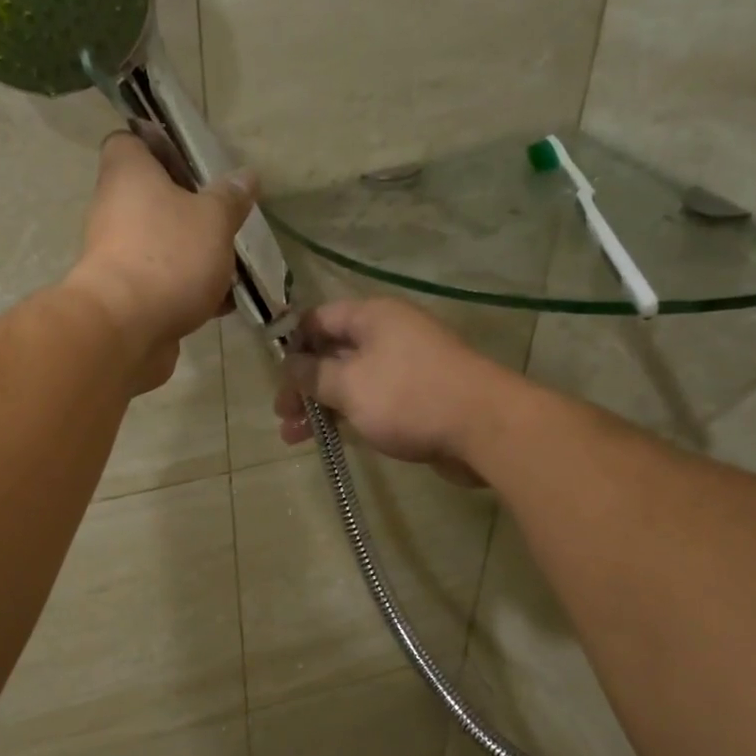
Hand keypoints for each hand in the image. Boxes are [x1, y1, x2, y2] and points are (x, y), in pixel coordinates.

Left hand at [66, 130, 255, 391]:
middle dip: (192, 211)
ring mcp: (120, 258)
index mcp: (128, 174)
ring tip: (236, 266)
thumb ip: (231, 198)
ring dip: (196, 256)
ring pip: (164, 246)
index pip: (132, 142)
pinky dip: (191, 292)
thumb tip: (246, 177)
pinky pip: (166, 286)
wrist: (127, 331)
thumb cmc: (168, 257)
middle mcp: (115, 211)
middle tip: (227, 219)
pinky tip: (225, 304)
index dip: (161, 146)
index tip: (195, 162)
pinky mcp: (130, 299)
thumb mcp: (213, 219)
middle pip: (154, 199)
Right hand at [275, 300, 507, 485]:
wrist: (482, 427)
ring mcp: (404, 367)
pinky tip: (329, 439)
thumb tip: (289, 364)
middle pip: (333, 352)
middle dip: (303, 384)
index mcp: (372, 316)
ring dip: (320, 406)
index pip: (319, 319)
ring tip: (294, 438)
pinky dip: (347, 417)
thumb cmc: (408, 397)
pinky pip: (371, 401)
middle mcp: (388, 334)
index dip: (291, 343)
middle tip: (281, 415)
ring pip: (350, 381)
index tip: (272, 374)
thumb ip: (313, 374)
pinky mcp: (416, 398)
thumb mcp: (349, 384)